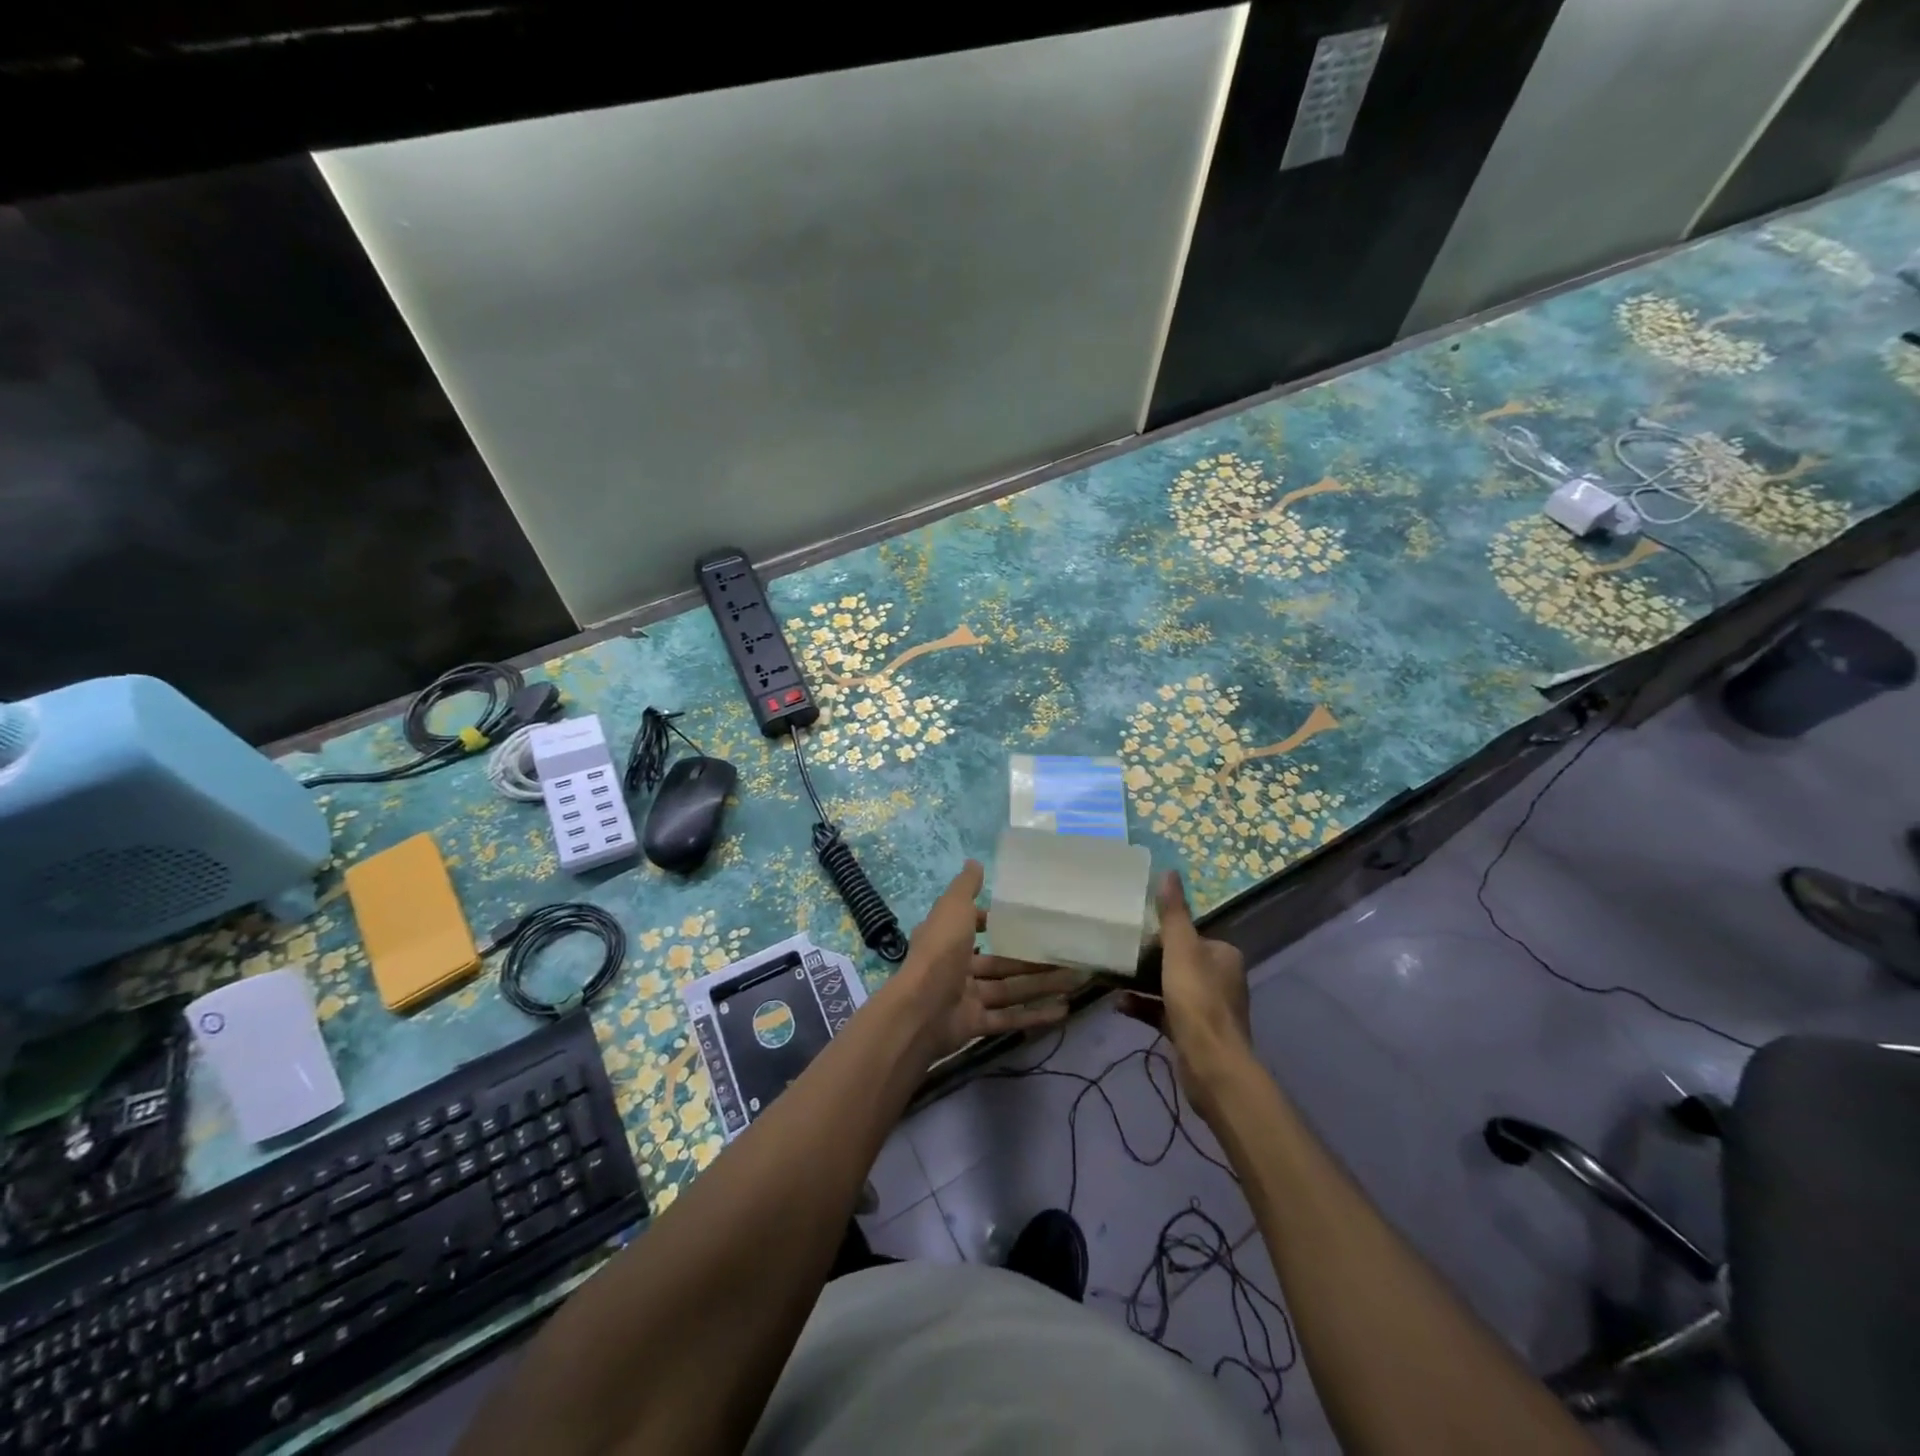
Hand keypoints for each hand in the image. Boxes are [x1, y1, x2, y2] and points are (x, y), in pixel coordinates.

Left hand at [893, 860, 1077, 1060]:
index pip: (975, 927)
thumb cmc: (939, 952)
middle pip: (1001, 962)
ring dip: (1042, 985)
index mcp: (948, 938)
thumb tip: (974, 862)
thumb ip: (965, 888)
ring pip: (1010, 989)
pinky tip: (1064, 1010)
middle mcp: (956, 966)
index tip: (1028, 920)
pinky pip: (1009, 1017)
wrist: (920, 1010)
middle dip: (1033, 960)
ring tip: (1076, 980)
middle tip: (1067, 954)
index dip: (997, 924)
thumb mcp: (952, 909)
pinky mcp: (976, 1024)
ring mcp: (966, 997)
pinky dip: (1035, 1015)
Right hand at [1122, 871, 1254, 1124]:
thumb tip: (1170, 871)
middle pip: (1178, 961)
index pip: (1189, 935)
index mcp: (1223, 955)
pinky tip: (1118, 1004)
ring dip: (1141, 983)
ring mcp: (1208, 1009)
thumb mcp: (1181, 949)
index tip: (1133, 931)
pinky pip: (1163, 1012)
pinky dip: (1142, 1006)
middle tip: (1118, 953)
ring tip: (1111, 976)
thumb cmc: (1197, 1000)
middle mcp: (1220, 979)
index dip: (1161, 933)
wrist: (1211, 1065)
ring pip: (1169, 987)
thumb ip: (1173, 913)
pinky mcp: (1193, 1033)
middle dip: (1147, 959)